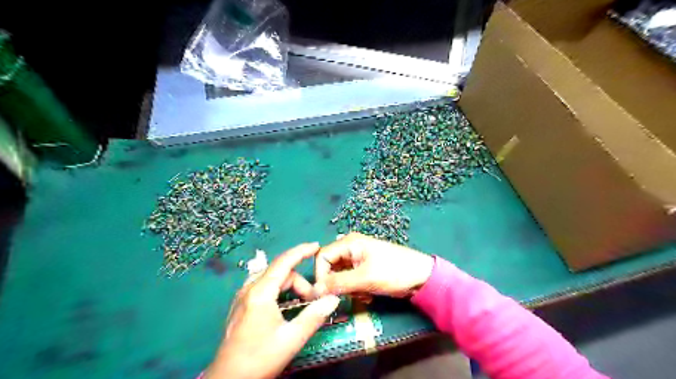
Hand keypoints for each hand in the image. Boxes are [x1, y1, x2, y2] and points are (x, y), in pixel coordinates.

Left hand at [205, 243, 340, 378]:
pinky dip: (279, 290)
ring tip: (302, 301)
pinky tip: (285, 303)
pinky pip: (263, 287)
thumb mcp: (291, 339)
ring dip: (289, 286)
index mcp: (260, 293)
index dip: (301, 251)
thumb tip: (333, 298)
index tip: (317, 246)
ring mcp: (242, 297)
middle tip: (313, 300)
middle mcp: (249, 289)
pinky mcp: (240, 305)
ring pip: (272, 280)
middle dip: (300, 282)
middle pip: (280, 273)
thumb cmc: (259, 358)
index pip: (284, 262)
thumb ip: (314, 316)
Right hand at [313, 233, 432, 297]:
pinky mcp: (364, 270)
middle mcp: (350, 248)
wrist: (422, 278)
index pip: (322, 257)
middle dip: (337, 284)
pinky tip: (368, 294)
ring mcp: (358, 259)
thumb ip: (338, 283)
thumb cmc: (394, 272)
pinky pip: (350, 281)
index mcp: (349, 242)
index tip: (323, 294)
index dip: (320, 275)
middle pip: (330, 267)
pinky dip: (356, 290)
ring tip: (364, 294)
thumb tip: (315, 290)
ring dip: (348, 289)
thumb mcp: (365, 278)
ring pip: (340, 277)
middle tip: (349, 294)